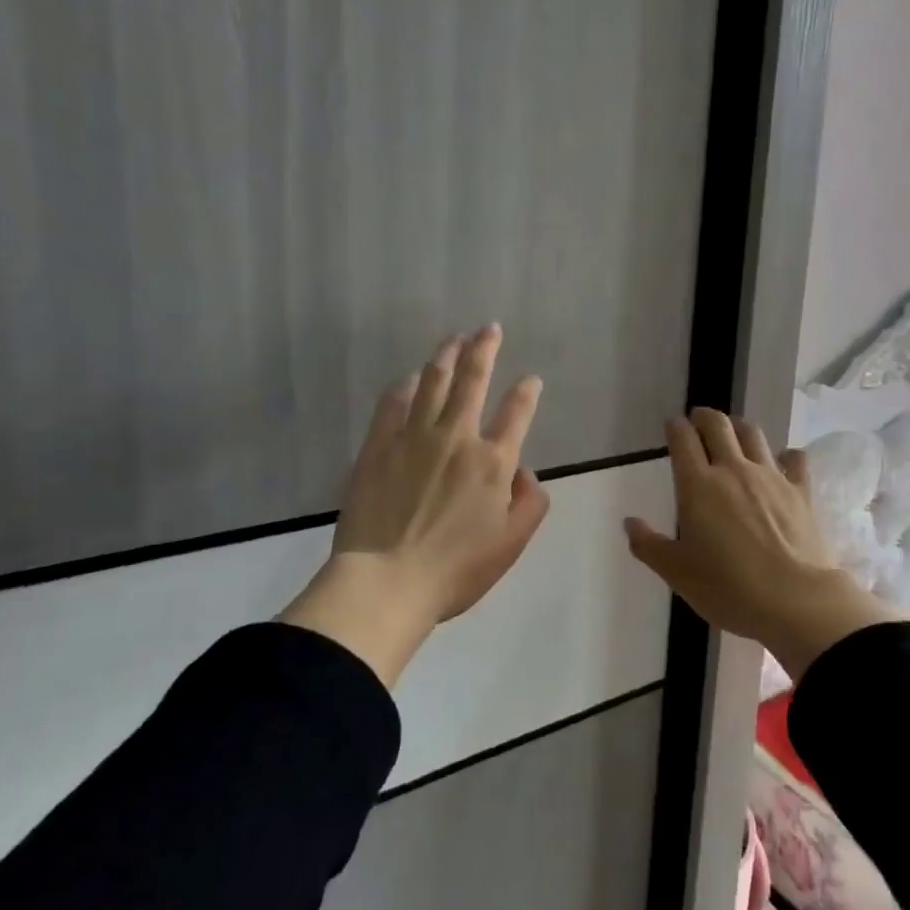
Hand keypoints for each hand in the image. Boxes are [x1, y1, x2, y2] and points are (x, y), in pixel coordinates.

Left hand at [279, 325, 549, 686]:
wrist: (387, 581)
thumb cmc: (456, 569)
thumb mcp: (512, 543)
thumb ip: (531, 503)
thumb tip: (526, 471)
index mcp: (493, 461)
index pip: (516, 413)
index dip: (526, 392)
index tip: (530, 379)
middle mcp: (456, 437)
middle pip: (473, 380)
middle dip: (484, 349)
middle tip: (488, 328)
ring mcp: (414, 437)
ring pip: (433, 381)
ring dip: (446, 355)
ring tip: (453, 337)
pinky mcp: (378, 446)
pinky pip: (393, 404)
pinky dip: (404, 386)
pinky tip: (409, 378)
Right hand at [624, 409, 899, 682]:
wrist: (794, 601)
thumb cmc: (728, 588)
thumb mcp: (677, 573)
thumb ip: (648, 545)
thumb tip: (630, 522)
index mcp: (698, 486)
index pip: (683, 440)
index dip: (676, 427)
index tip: (673, 425)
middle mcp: (733, 470)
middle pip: (718, 426)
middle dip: (705, 417)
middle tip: (699, 419)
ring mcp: (771, 476)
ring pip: (753, 434)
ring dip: (739, 427)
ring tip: (734, 432)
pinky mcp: (802, 490)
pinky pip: (795, 459)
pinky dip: (786, 455)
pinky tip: (783, 461)